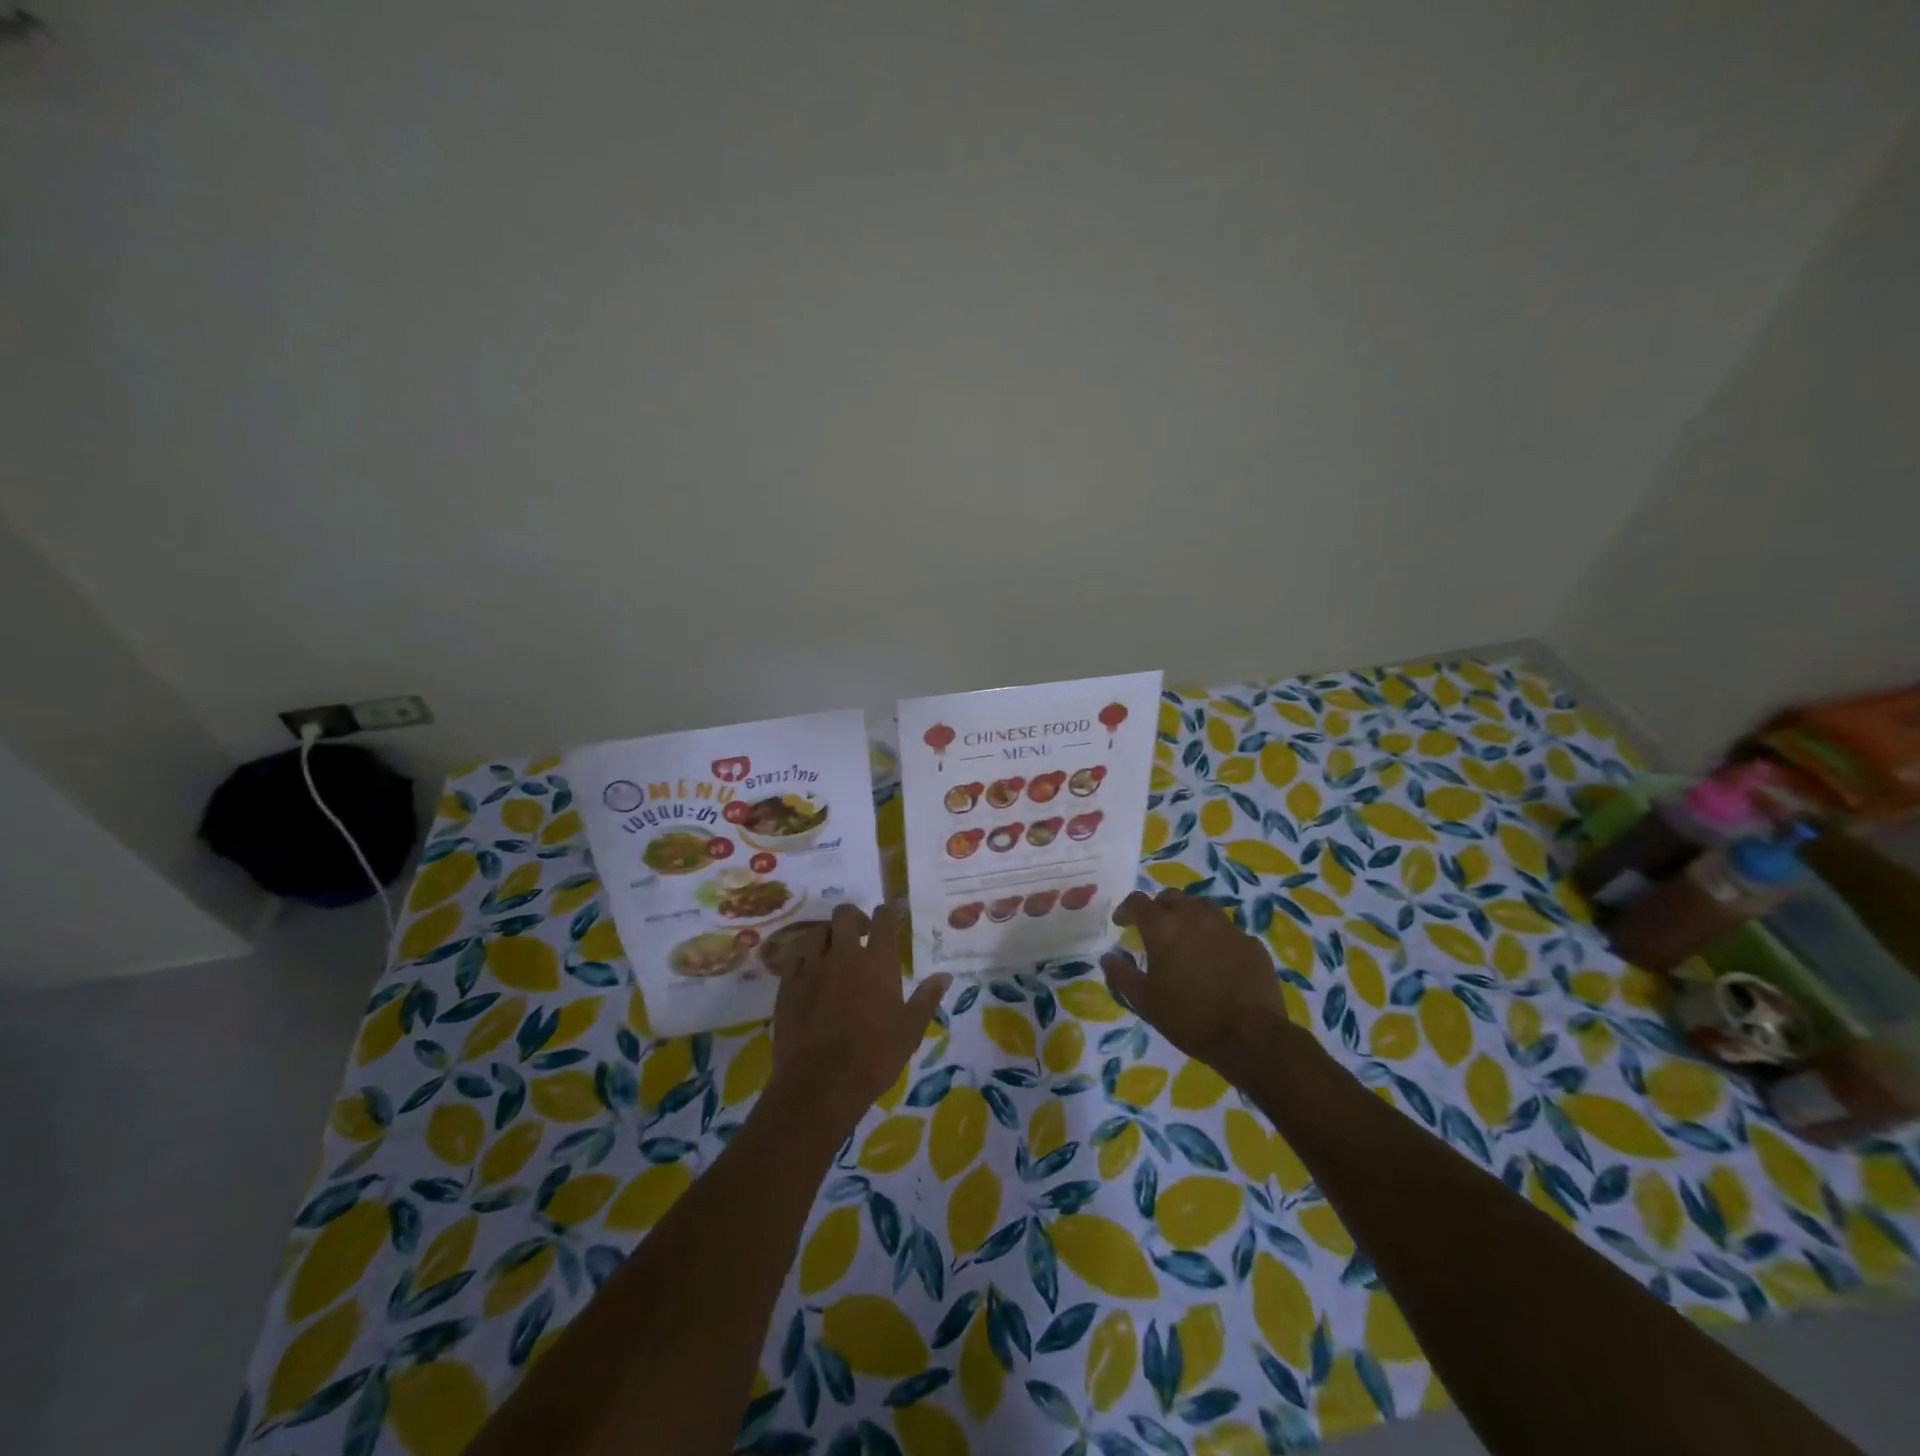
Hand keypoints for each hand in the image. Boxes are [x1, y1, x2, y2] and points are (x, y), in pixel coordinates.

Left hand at [768, 902, 950, 1130]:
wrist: (820, 1085)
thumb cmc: (874, 1058)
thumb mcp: (910, 1031)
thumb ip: (927, 998)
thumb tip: (944, 976)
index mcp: (878, 962)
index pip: (884, 918)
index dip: (888, 913)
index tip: (891, 920)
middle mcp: (844, 955)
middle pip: (845, 914)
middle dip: (854, 919)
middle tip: (860, 937)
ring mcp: (812, 967)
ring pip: (817, 931)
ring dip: (828, 937)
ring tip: (832, 955)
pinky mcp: (788, 984)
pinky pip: (795, 957)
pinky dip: (804, 959)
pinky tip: (810, 974)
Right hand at [1101, 889, 1286, 1069]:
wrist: (1250, 1036)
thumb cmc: (1188, 1017)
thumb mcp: (1144, 1002)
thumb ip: (1121, 975)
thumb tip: (1108, 957)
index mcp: (1163, 927)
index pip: (1138, 901)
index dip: (1126, 909)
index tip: (1122, 923)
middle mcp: (1194, 917)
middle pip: (1171, 897)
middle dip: (1159, 908)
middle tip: (1155, 928)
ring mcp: (1227, 926)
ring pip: (1202, 907)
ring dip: (1188, 915)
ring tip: (1186, 937)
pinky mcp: (1251, 942)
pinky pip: (1228, 930)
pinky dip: (1216, 937)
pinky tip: (1217, 958)